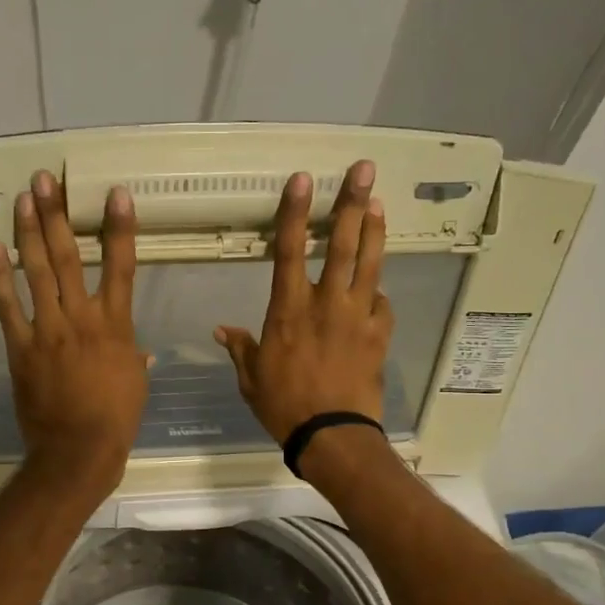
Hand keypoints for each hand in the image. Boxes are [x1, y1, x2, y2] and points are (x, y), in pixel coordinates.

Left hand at [0, 170, 148, 498]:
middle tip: (47, 179)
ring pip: (36, 272)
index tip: (116, 193)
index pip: (121, 266)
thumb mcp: (135, 382)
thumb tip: (138, 351)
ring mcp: (48, 330)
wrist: (79, 450)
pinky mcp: (21, 347)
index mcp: (116, 325)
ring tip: (23, 198)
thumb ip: (133, 357)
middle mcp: (81, 317)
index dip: (119, 228)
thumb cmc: (116, 418)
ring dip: (28, 232)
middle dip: (57, 215)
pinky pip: (8, 306)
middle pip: (67, 257)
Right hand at [216, 161, 391, 446]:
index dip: (295, 212)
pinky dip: (379, 291)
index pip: (290, 250)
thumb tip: (222, 330)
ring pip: (369, 265)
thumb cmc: (284, 405)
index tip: (304, 180)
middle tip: (365, 171)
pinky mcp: (378, 335)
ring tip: (379, 203)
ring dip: (374, 231)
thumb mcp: (251, 377)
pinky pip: (382, 304)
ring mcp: (357, 317)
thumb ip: (240, 347)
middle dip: (351, 204)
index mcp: (288, 310)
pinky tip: (380, 285)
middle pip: (341, 245)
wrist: (331, 434)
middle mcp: (325, 304)